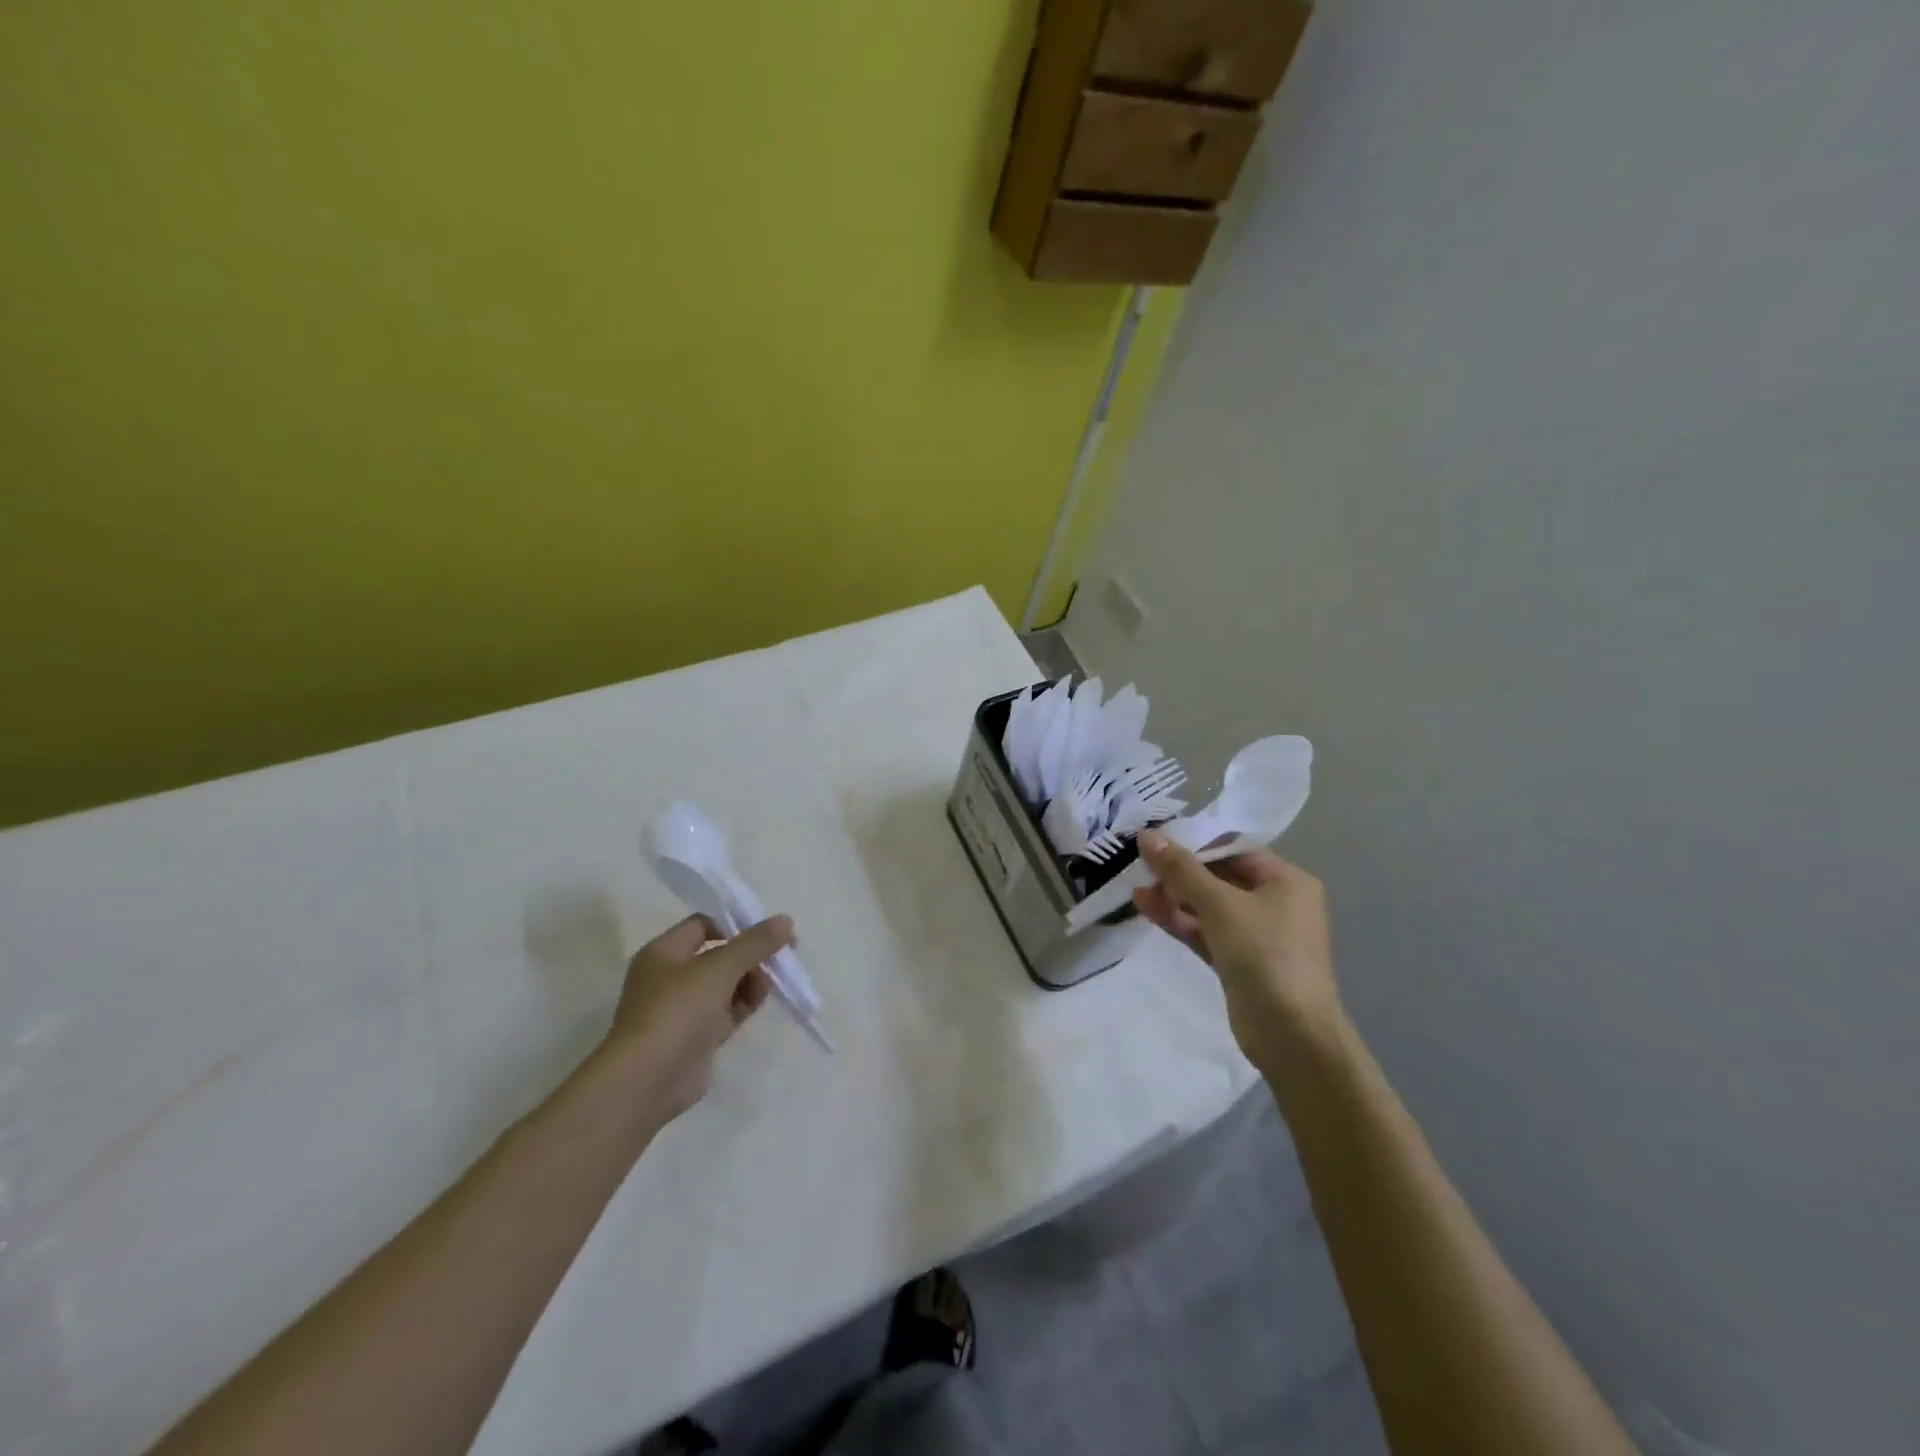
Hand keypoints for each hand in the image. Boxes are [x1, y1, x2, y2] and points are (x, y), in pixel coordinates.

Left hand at [605, 913, 795, 1118]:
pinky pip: (725, 1011)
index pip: (703, 925)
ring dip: (751, 980)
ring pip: (725, 984)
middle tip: (781, 957)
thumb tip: (786, 920)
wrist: (648, 1080)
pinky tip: (760, 1002)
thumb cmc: (678, 1010)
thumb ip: (755, 942)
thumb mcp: (720, 967)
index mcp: (664, 952)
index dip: (735, 925)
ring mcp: (682, 1008)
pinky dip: (744, 1004)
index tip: (767, 933)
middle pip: (718, 955)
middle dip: (750, 955)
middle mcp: (670, 976)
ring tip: (768, 985)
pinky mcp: (695, 1036)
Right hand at [1132, 832, 1341, 1071]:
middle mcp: (1276, 902)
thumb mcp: (1220, 904)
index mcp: (1286, 880)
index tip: (1155, 841)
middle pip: (1220, 877)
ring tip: (1135, 885)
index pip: (1234, 850)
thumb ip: (1181, 869)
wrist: (1292, 1035)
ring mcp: (1257, 934)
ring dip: (1174, 896)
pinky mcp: (1239, 961)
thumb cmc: (1265, 954)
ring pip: (1209, 906)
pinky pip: (1205, 931)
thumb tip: (1146, 834)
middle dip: (1180, 872)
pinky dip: (1179, 920)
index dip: (1194, 843)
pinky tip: (1145, 907)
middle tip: (1140, 865)